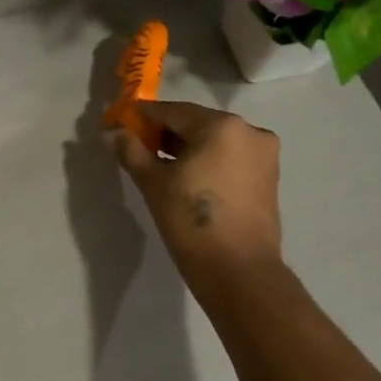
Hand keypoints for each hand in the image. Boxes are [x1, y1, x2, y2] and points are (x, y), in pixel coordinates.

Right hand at [109, 100, 285, 295]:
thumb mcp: (153, 183)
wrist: (238, 269)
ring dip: (188, 149)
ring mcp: (264, 155)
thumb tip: (112, 133)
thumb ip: (132, 152)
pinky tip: (188, 180)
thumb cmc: (190, 220)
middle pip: (197, 124)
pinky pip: (230, 159)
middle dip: (166, 134)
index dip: (144, 117)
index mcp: (221, 126)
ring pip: (216, 142)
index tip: (122, 125)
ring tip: (161, 167)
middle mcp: (249, 131)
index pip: (173, 111)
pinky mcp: (268, 178)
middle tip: (138, 149)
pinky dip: (208, 162)